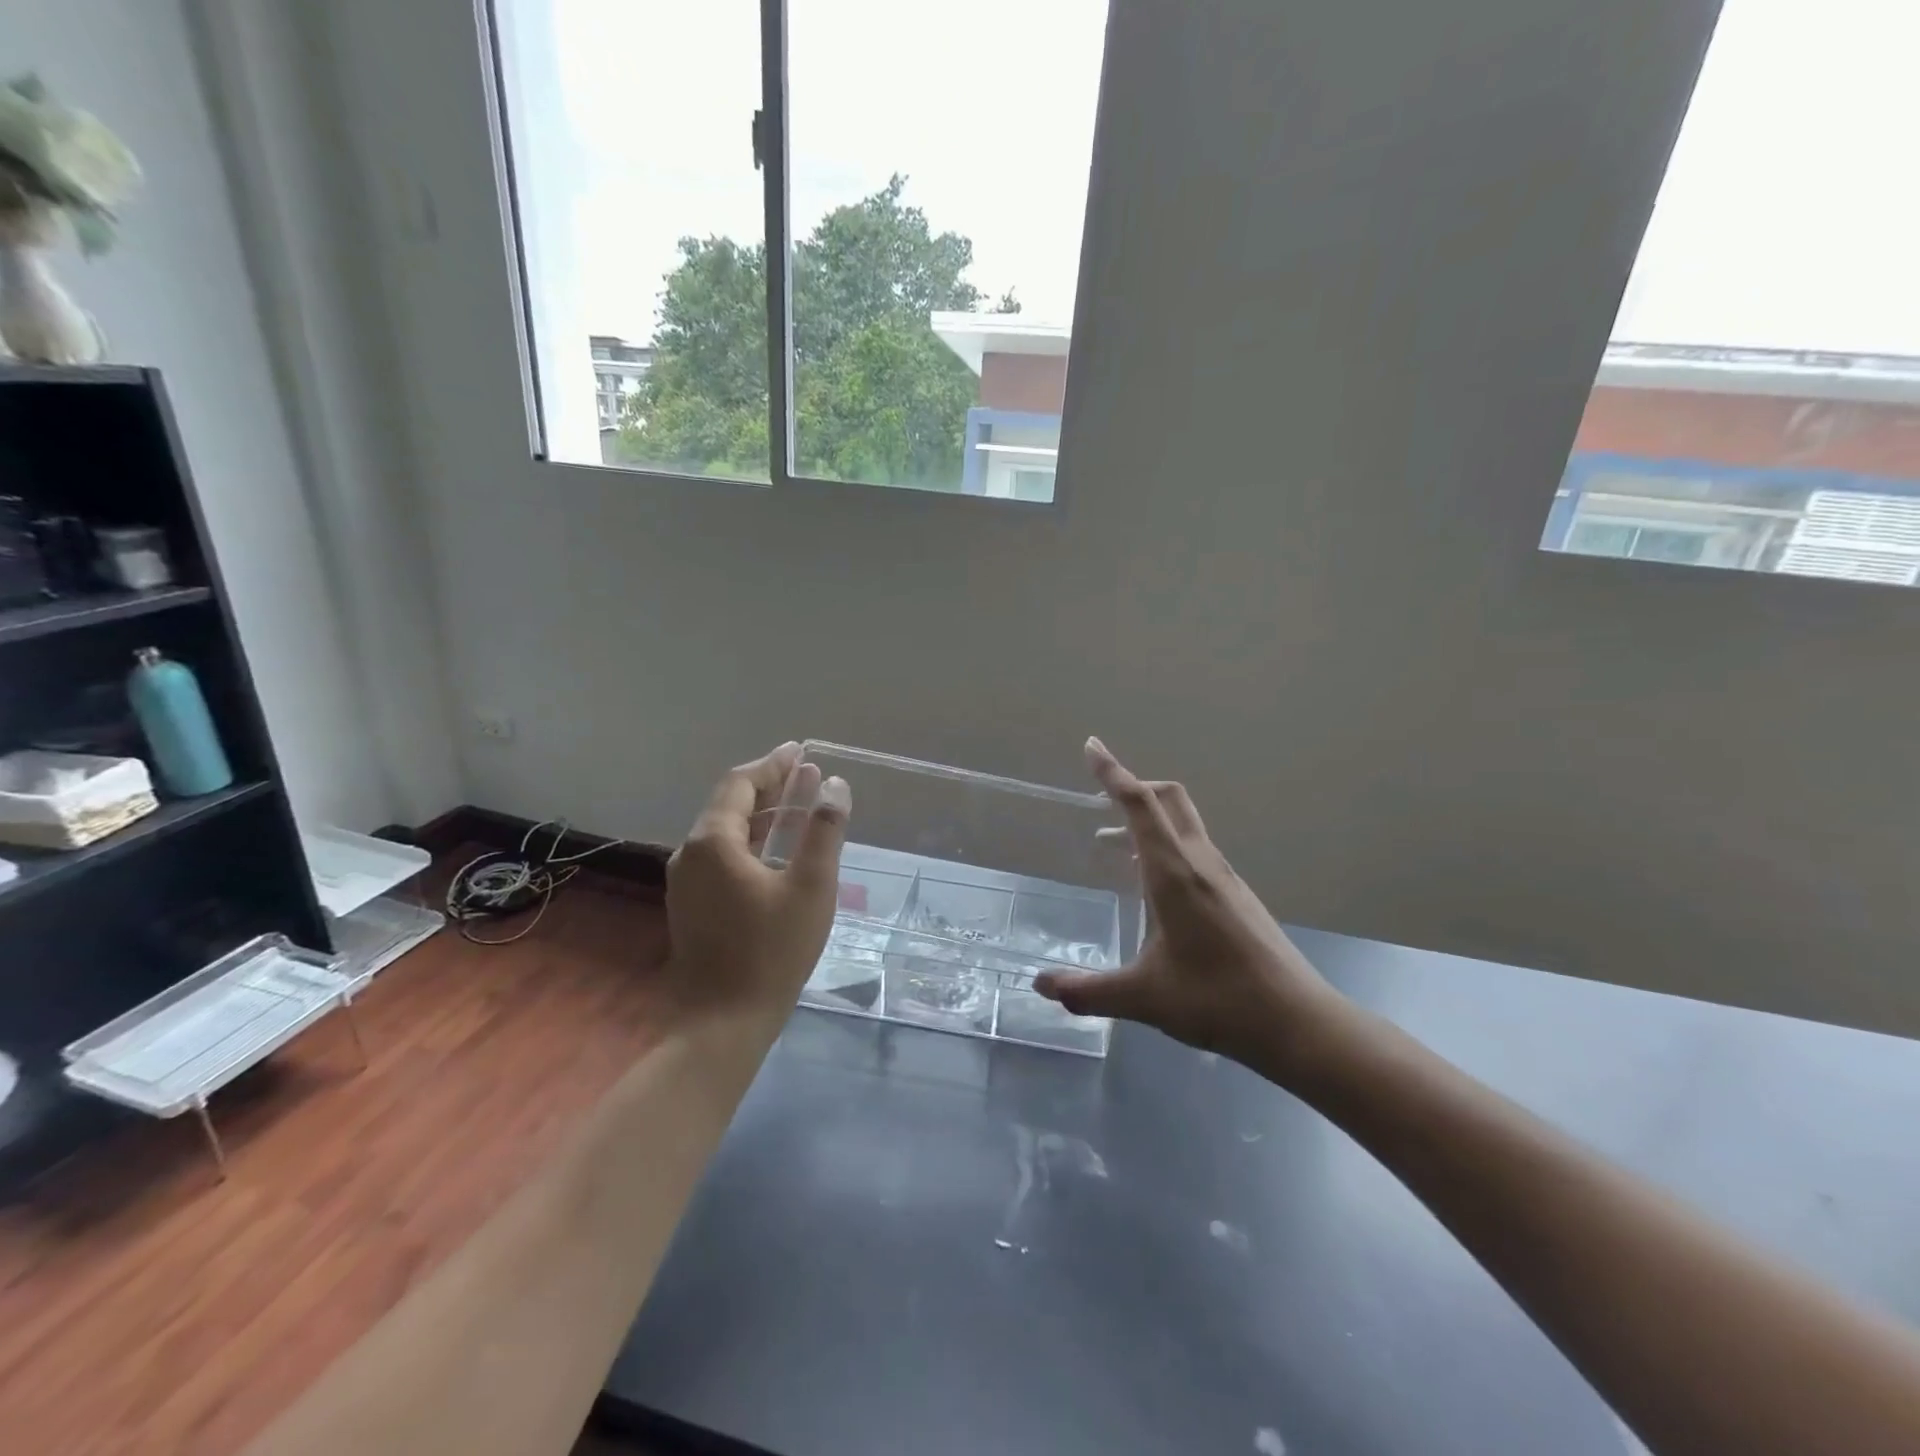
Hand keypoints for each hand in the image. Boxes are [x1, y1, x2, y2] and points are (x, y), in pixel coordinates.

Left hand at [664, 742, 850, 1019]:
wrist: (723, 1023)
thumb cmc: (772, 951)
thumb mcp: (810, 886)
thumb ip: (823, 830)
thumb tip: (835, 785)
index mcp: (713, 842)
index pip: (741, 784)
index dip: (773, 764)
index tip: (801, 750)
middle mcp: (690, 853)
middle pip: (729, 804)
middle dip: (769, 785)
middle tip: (806, 773)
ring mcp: (686, 881)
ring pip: (724, 831)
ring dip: (761, 813)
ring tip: (798, 803)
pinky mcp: (691, 905)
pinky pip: (721, 855)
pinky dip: (750, 840)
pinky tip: (775, 849)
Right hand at [1034, 738, 1353, 1084]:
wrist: (1297, 1022)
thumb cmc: (1217, 1000)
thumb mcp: (1144, 997)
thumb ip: (1088, 991)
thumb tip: (1041, 985)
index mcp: (1174, 873)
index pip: (1139, 805)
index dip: (1113, 772)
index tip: (1092, 747)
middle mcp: (1200, 862)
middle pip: (1168, 799)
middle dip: (1134, 787)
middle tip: (1101, 801)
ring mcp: (1225, 877)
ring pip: (1184, 824)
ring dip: (1149, 821)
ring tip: (1115, 850)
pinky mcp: (1238, 895)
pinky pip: (1196, 850)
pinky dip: (1167, 847)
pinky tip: (1154, 889)